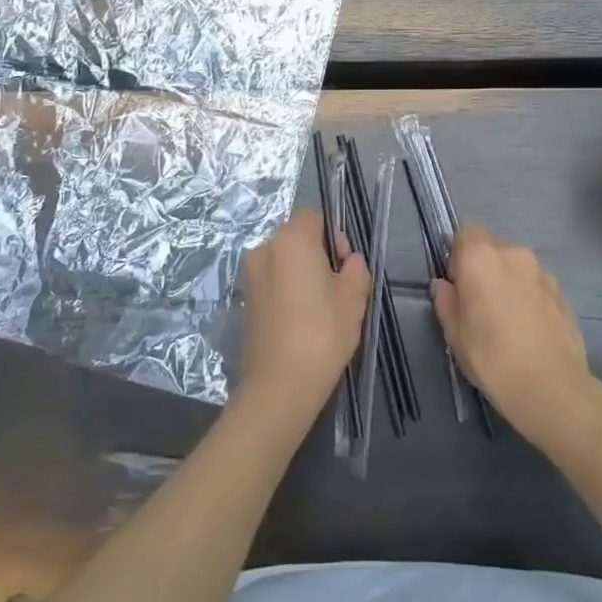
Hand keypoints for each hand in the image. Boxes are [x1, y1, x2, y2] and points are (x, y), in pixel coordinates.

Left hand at [238, 210, 370, 422]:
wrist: (280, 385)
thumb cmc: (322, 334)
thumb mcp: (354, 297)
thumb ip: (356, 267)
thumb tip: (348, 260)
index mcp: (291, 240)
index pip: (313, 216)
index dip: (334, 234)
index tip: (344, 263)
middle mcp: (264, 249)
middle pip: (296, 236)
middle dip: (318, 252)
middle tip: (336, 285)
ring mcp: (250, 274)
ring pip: (283, 259)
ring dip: (301, 271)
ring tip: (319, 305)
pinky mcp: (246, 298)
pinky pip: (272, 279)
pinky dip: (287, 288)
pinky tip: (301, 317)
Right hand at [433, 224, 596, 452]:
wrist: (553, 388)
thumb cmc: (492, 358)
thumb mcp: (455, 334)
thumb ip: (446, 302)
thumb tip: (444, 285)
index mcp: (482, 258)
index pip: (466, 232)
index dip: (458, 255)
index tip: (457, 284)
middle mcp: (514, 254)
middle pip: (493, 248)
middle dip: (484, 268)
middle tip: (479, 305)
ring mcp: (543, 273)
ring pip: (517, 267)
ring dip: (509, 282)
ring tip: (507, 320)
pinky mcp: (563, 294)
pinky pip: (536, 285)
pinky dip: (529, 297)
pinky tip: (528, 330)